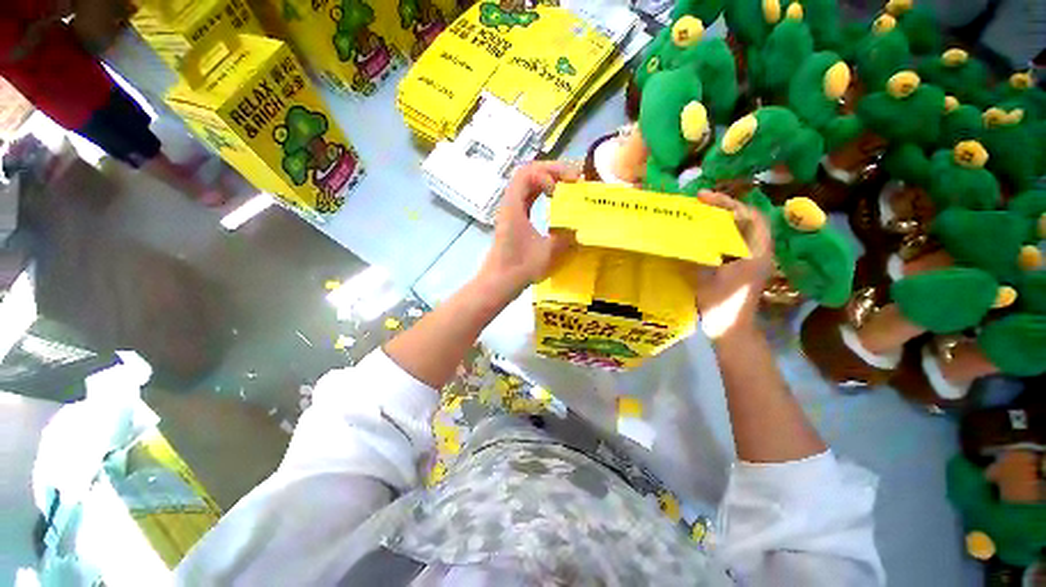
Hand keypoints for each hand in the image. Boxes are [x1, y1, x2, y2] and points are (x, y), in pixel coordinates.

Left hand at [478, 161, 580, 294]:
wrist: (498, 283)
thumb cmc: (520, 268)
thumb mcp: (548, 253)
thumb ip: (566, 237)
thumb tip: (581, 226)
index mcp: (514, 207)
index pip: (527, 173)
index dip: (548, 174)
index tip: (564, 189)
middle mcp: (510, 204)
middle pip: (528, 173)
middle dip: (552, 171)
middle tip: (575, 179)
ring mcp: (511, 211)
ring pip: (528, 184)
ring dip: (549, 180)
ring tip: (569, 185)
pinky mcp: (514, 220)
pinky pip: (529, 197)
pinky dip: (543, 192)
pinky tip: (556, 199)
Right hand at [691, 190, 773, 339]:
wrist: (731, 329)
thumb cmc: (722, 304)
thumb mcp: (708, 277)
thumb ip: (700, 254)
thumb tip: (686, 234)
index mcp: (756, 251)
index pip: (750, 215)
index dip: (729, 203)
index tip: (704, 198)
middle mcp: (757, 251)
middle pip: (746, 219)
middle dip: (724, 207)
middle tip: (699, 202)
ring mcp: (750, 258)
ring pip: (738, 229)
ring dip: (721, 219)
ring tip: (699, 213)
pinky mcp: (741, 265)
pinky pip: (731, 241)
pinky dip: (718, 233)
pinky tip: (701, 233)